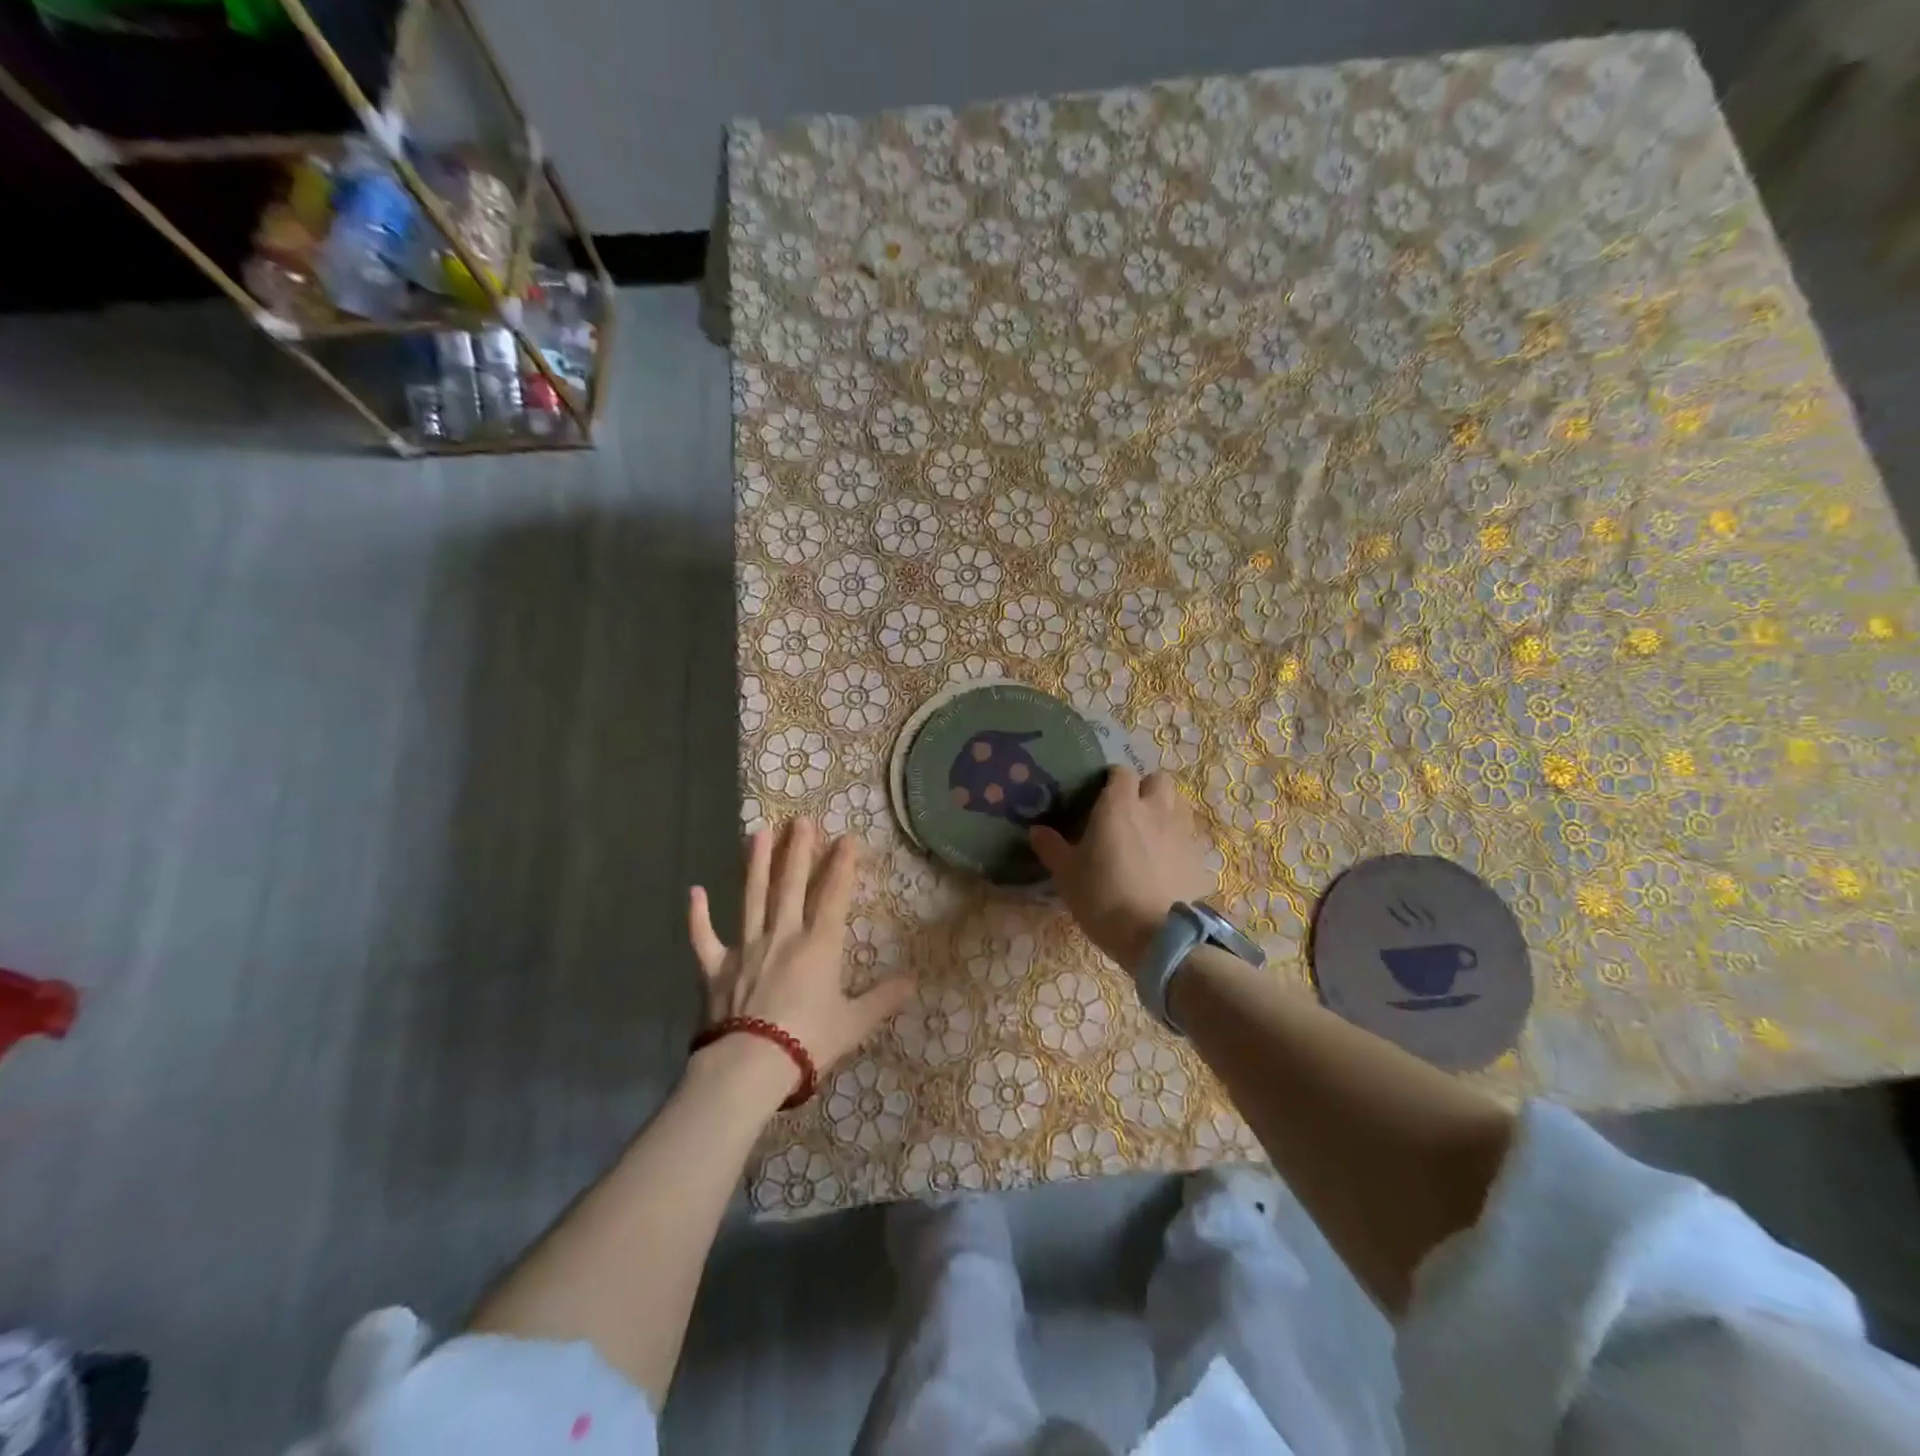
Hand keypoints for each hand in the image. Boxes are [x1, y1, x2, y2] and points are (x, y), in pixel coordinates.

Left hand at [688, 819, 916, 1096]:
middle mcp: (782, 935)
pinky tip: (694, 892)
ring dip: (756, 864)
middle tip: (800, 820)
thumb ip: (883, 998)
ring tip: (758, 833)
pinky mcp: (715, 968)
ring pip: (752, 898)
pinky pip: (704, 938)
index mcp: (818, 945)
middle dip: (798, 850)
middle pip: (791, 885)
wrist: (750, 1067)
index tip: (847, 838)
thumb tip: (914, 980)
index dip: (842, 865)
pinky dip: (698, 916)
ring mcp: (745, 948)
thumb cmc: (808, 1042)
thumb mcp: (855, 1022)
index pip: (833, 895)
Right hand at [1030, 769, 1214, 968]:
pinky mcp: (1199, 856)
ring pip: (1178, 802)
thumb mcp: (1066, 874)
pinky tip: (1165, 860)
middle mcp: (1154, 809)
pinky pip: (1188, 834)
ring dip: (1165, 808)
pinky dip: (1177, 839)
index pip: (1121, 772)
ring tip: (1149, 831)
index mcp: (1119, 805)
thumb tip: (1036, 831)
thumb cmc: (1103, 897)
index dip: (1111, 780)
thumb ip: (1051, 847)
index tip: (1099, 795)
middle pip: (1158, 779)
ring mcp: (1181, 831)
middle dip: (1145, 788)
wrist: (1156, 936)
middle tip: (1128, 810)